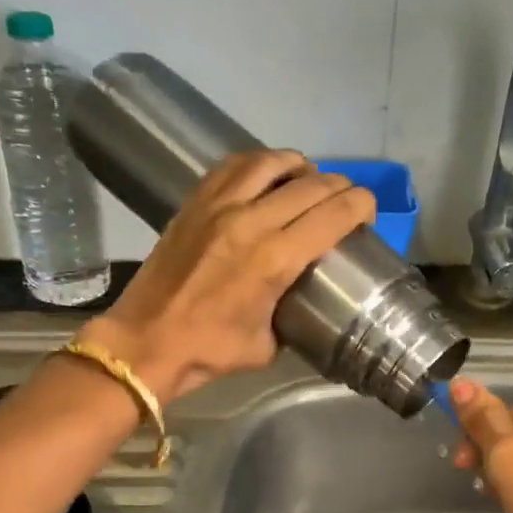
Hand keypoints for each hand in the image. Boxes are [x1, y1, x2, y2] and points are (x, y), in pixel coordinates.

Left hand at [79, 150, 373, 402]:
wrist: (146, 341)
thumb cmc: (209, 351)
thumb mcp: (267, 344)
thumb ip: (291, 313)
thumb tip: (301, 298)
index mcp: (275, 259)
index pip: (334, 213)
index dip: (361, 205)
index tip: (367, 213)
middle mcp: (251, 221)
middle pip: (311, 184)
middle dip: (339, 188)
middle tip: (345, 200)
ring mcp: (218, 206)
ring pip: (271, 162)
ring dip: (299, 166)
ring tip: (307, 180)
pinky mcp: (195, 203)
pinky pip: (234, 166)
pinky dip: (259, 164)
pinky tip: (265, 178)